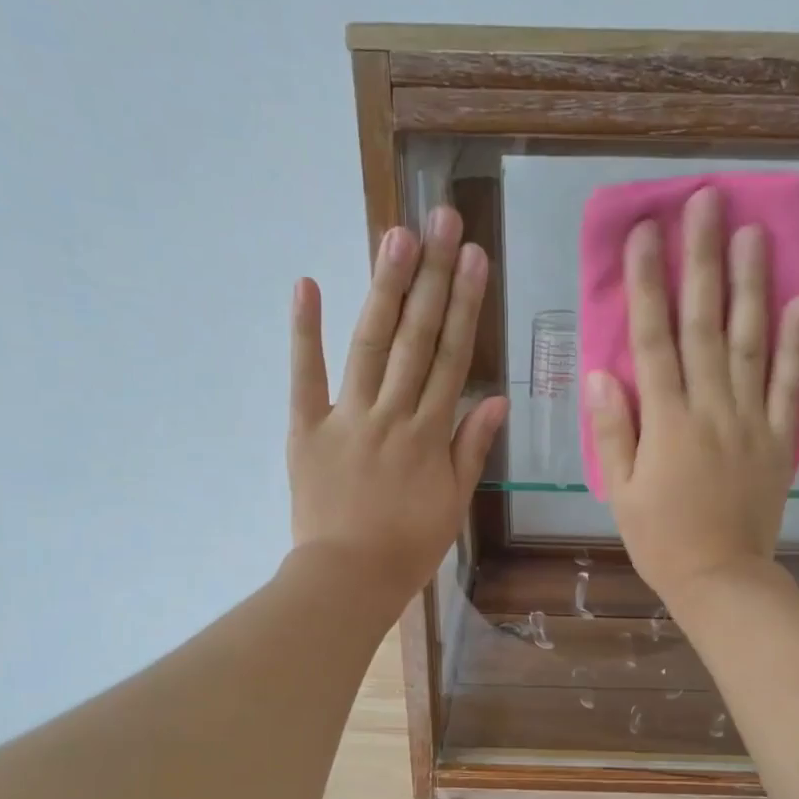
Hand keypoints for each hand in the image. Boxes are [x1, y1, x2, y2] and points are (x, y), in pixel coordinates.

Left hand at [288, 206, 507, 606]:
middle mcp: (392, 414)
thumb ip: (471, 450)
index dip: (465, 306)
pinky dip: (303, 331)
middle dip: (432, 277)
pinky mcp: (306, 428)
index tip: (476, 258)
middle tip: (442, 221)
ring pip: (370, 345)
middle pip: (416, 338)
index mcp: (430, 435)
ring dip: (384, 288)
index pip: (453, 358)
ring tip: (398, 235)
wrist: (348, 578)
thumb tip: (494, 400)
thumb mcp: (454, 504)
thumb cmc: (408, 547)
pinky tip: (307, 283)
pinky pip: (305, 376)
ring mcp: (346, 417)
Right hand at [584, 187, 798, 607]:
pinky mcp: (780, 439)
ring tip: (753, 233)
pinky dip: (796, 344)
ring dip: (751, 286)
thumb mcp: (621, 492)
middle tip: (707, 203)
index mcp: (666, 422)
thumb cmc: (660, 539)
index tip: (646, 233)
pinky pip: (791, 386)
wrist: (721, 578)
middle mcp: (711, 408)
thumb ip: (614, 431)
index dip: (648, 284)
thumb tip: (602, 373)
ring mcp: (751, 420)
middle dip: (702, 261)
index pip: (654, 339)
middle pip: (705, 325)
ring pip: (752, 343)